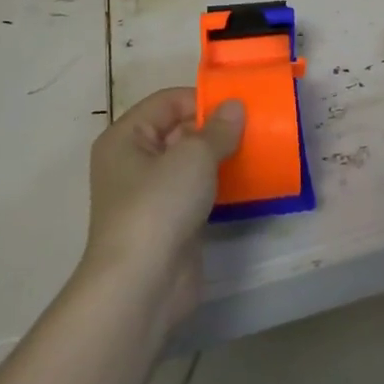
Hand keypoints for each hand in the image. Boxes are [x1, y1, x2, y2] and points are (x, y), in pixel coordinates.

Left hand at [80, 88, 243, 330]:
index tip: (240, 105)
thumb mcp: (194, 156)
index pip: (167, 102)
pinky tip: (248, 182)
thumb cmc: (159, 205)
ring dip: (221, 157)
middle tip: (256, 127)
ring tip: (258, 150)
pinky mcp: (169, 222)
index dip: (202, 99)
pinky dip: (219, 185)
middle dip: (216, 128)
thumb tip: (235, 106)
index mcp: (126, 138)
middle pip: (179, 131)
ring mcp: (150, 195)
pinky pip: (197, 192)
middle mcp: (133, 162)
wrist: (142, 284)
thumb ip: (219, 128)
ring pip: (190, 163)